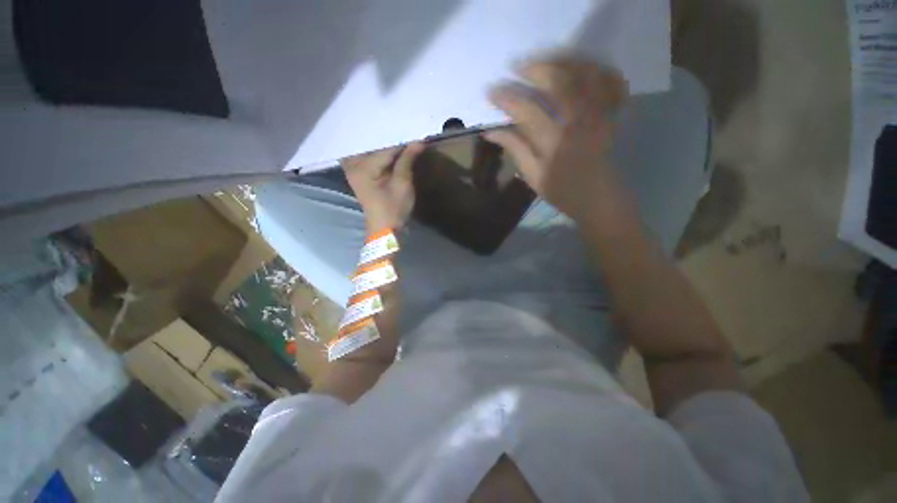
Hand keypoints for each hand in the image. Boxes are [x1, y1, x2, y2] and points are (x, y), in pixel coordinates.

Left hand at [342, 143, 424, 232]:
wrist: (384, 228)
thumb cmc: (393, 208)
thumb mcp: (402, 184)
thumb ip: (407, 160)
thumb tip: (418, 141)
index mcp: (362, 167)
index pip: (385, 148)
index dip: (402, 143)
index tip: (416, 136)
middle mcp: (353, 164)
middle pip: (374, 145)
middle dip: (391, 140)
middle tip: (407, 131)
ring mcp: (354, 170)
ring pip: (371, 150)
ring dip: (386, 146)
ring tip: (402, 140)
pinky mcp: (359, 174)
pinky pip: (369, 158)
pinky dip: (381, 154)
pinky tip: (392, 152)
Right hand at [485, 56, 628, 222]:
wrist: (599, 199)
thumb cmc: (563, 192)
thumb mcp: (533, 176)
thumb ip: (515, 150)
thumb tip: (491, 131)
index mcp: (555, 143)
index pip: (527, 111)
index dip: (507, 98)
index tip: (491, 91)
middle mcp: (579, 122)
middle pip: (559, 82)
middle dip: (535, 69)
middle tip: (517, 68)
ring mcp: (601, 114)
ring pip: (586, 74)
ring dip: (564, 61)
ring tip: (545, 61)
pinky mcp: (615, 114)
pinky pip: (612, 81)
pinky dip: (598, 69)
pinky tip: (581, 68)